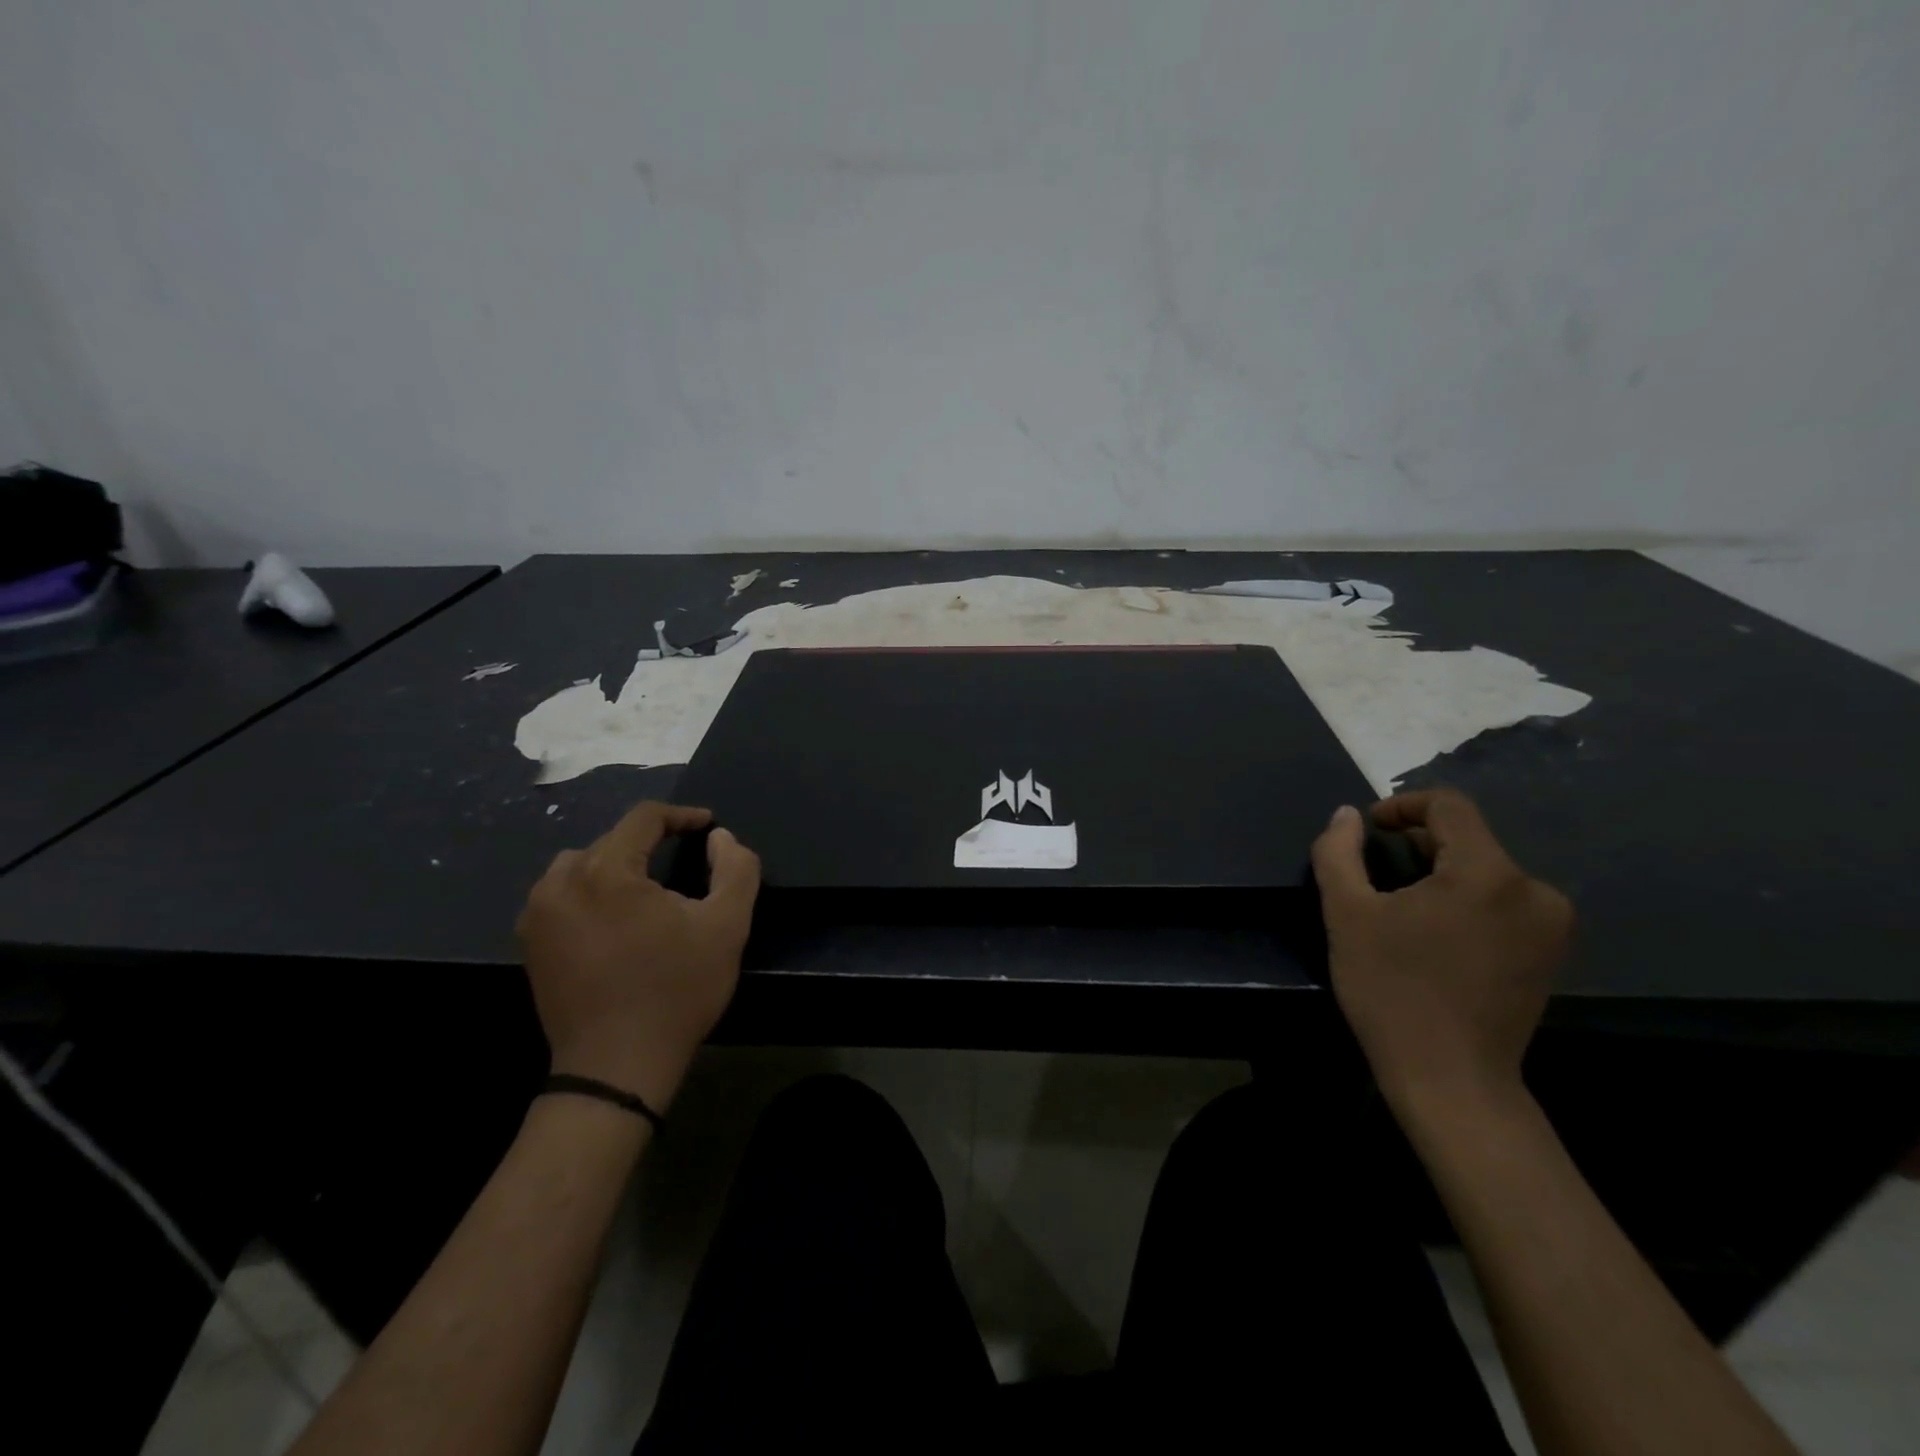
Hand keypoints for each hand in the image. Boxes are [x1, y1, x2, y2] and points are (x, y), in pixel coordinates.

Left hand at [516, 801, 760, 1110]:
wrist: (616, 1066)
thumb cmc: (676, 990)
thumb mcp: (728, 925)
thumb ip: (736, 867)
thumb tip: (719, 838)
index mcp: (605, 871)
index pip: (643, 819)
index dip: (681, 816)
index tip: (707, 826)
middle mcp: (561, 883)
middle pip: (611, 840)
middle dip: (650, 844)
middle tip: (684, 861)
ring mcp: (538, 915)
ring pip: (581, 865)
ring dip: (615, 865)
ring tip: (646, 888)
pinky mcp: (531, 944)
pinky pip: (562, 895)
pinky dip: (590, 892)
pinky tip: (615, 918)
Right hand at [1310, 789, 1572, 1112]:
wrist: (1451, 1079)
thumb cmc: (1392, 990)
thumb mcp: (1346, 914)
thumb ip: (1338, 852)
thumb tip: (1346, 815)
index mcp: (1487, 873)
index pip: (1449, 806)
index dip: (1402, 805)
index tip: (1368, 828)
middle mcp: (1534, 889)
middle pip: (1469, 838)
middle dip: (1418, 843)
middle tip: (1375, 870)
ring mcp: (1551, 924)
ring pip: (1486, 870)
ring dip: (1441, 872)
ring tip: (1400, 902)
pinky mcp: (1552, 953)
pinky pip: (1504, 901)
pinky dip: (1466, 899)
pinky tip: (1434, 930)